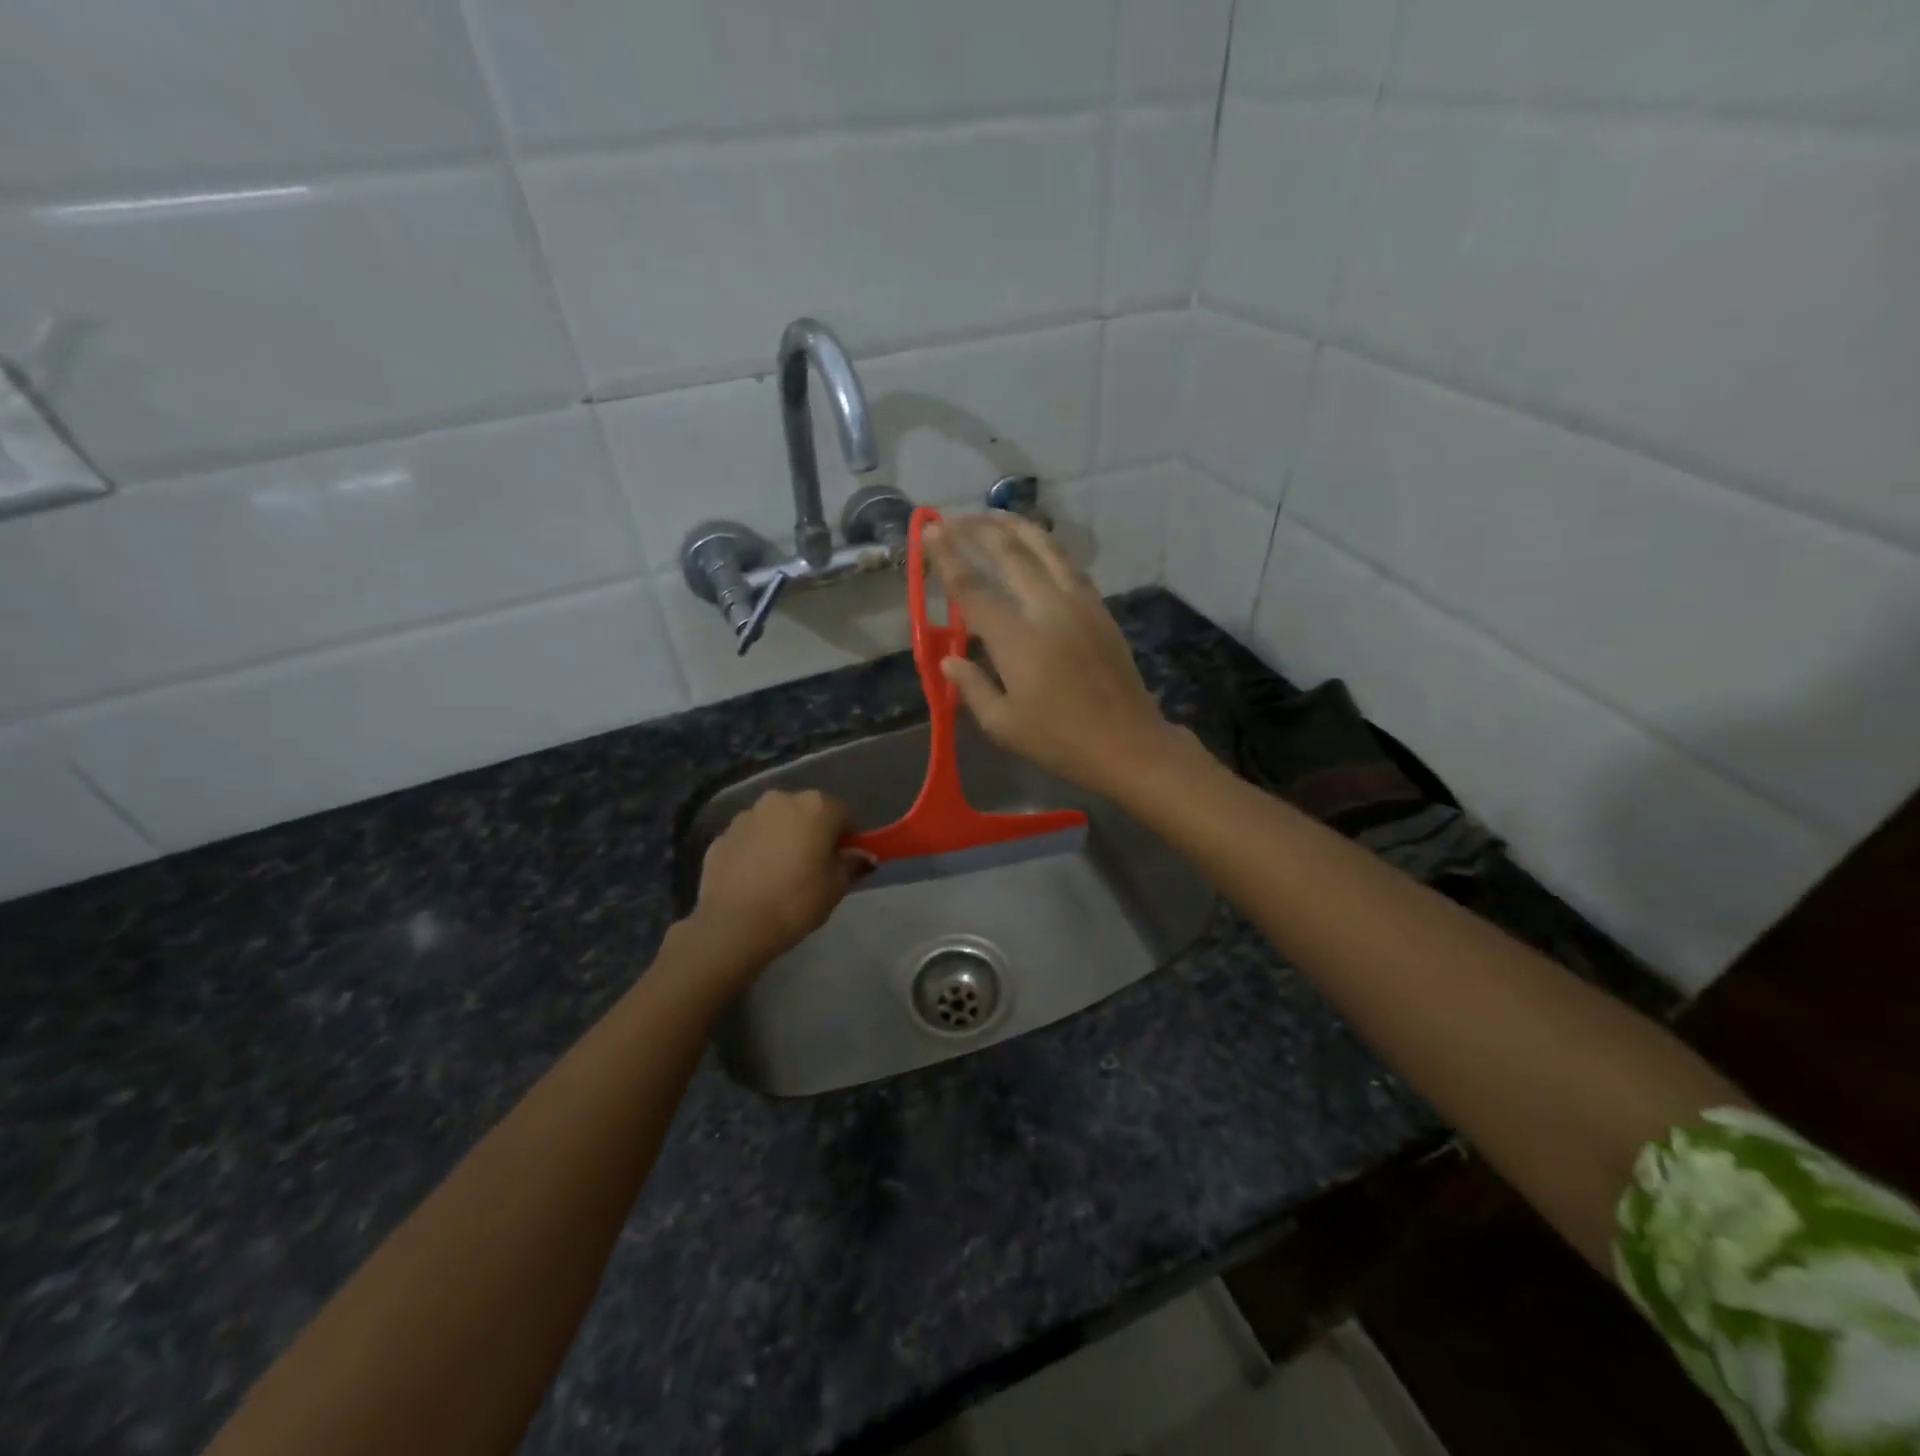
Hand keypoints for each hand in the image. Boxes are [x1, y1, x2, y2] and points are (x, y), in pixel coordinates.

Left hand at [688, 789, 865, 967]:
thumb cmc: (796, 901)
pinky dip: (755, 852)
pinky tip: (755, 880)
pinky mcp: (721, 836)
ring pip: (775, 823)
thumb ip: (852, 864)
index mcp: (816, 806)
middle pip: (807, 812)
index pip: (843, 814)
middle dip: (813, 833)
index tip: (843, 863)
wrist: (733, 924)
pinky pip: (749, 839)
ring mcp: (746, 815)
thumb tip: (863, 855)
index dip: (847, 839)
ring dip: (782, 839)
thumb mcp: (836, 886)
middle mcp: (780, 800)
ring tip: (780, 875)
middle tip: (813, 868)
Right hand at [923, 513, 1180, 796]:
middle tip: (952, 517)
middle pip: (1009, 553)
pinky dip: (1044, 545)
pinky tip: (1033, 545)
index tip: (929, 530)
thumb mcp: (1003, 725)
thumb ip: (971, 687)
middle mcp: (1047, 608)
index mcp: (1017, 639)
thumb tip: (948, 660)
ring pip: (1044, 547)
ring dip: (1013, 526)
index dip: (948, 557)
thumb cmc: (1059, 740)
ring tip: (990, 515)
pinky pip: (1067, 563)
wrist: (1127, 743)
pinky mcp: (1099, 608)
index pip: (973, 588)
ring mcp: (1079, 603)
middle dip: (977, 529)